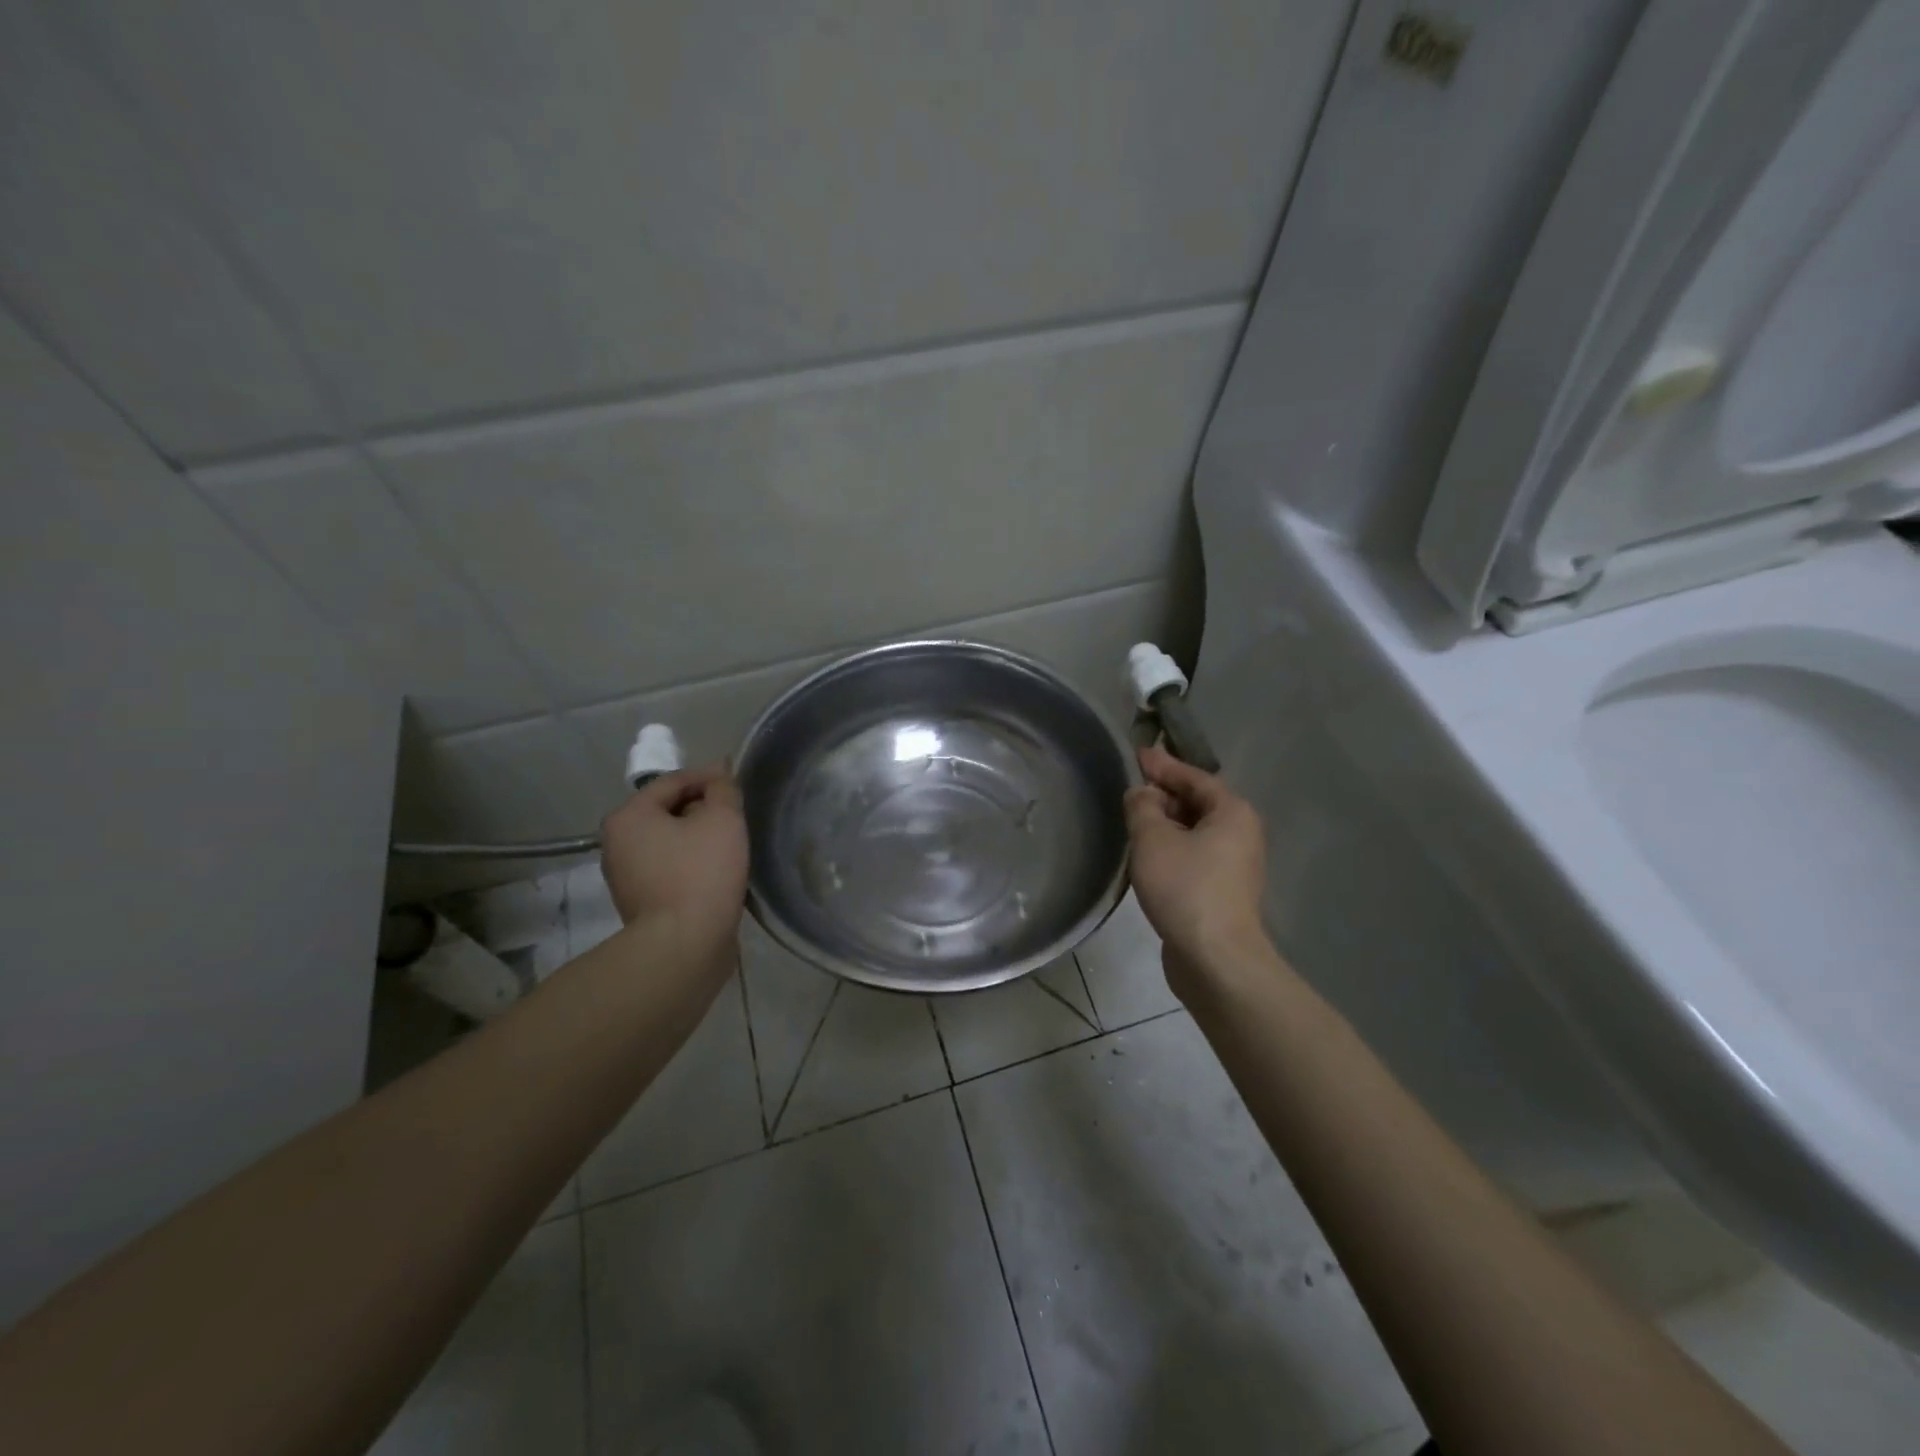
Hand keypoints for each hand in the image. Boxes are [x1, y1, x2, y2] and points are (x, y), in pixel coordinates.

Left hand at [598, 766, 748, 957]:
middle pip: (667, 811)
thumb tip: (719, 777)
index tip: (737, 782)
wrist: (684, 945)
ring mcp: (624, 876)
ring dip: (697, 838)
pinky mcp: (640, 903)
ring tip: (730, 843)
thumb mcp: (722, 819)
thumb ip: (723, 789)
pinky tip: (716, 871)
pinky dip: (691, 863)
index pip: (673, 781)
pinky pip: (669, 869)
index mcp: (629, 816)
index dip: (709, 777)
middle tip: (736, 815)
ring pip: (669, 842)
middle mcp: (616, 843)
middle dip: (702, 809)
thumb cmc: (701, 872)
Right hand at [1124, 745, 1269, 980]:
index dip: (1163, 765)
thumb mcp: (1152, 838)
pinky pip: (1195, 855)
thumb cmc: (1185, 887)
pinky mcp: (1223, 890)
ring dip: (1166, 824)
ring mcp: (1235, 864)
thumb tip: (1141, 793)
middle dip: (1164, 795)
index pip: (1194, 776)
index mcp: (1232, 812)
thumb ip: (1142, 807)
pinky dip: (1172, 848)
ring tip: (1134, 821)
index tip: (1138, 755)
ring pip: (1196, 831)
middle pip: (1198, 802)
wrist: (1215, 958)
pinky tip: (1149, 855)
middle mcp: (1241, 833)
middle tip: (1130, 791)